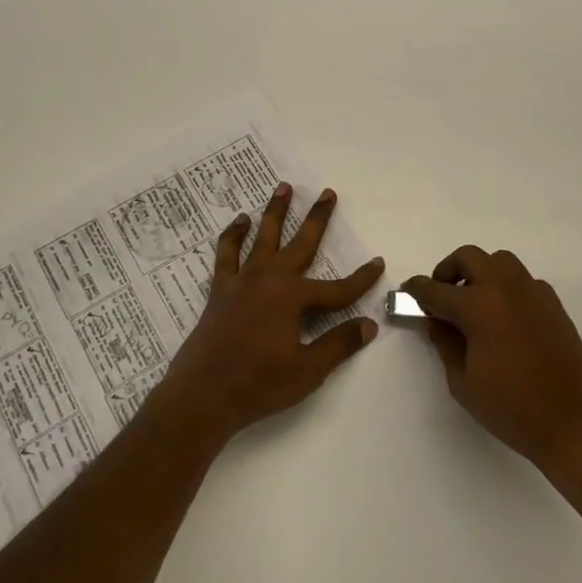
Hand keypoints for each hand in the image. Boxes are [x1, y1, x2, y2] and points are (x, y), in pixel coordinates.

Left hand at [148, 182, 382, 448]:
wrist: (203, 394)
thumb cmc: (258, 385)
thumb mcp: (308, 370)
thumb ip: (339, 344)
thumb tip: (369, 324)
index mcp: (293, 298)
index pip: (337, 289)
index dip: (361, 279)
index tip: (379, 263)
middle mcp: (269, 279)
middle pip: (301, 244)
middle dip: (318, 218)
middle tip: (328, 193)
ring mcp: (242, 281)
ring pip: (263, 237)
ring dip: (275, 211)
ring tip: (283, 187)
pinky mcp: (220, 289)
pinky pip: (227, 253)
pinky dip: (233, 235)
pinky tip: (239, 221)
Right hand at [403, 246, 581, 493]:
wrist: (576, 427)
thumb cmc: (512, 410)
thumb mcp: (463, 383)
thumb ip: (445, 343)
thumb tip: (435, 320)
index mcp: (478, 307)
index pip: (435, 289)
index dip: (416, 290)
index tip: (407, 293)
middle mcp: (505, 289)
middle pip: (469, 257)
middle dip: (448, 271)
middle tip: (442, 295)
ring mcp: (533, 294)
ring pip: (499, 261)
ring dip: (480, 272)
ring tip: (474, 302)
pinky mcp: (554, 305)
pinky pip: (523, 280)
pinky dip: (507, 287)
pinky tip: (505, 317)